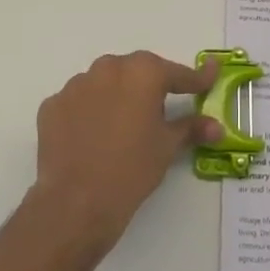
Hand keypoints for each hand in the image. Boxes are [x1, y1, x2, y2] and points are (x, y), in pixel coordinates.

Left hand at [28, 51, 221, 254]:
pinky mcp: (52, 105)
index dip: (196, 79)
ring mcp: (76, 85)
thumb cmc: (132, 169)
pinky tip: (93, 136)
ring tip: (122, 126)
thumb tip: (216, 126)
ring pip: (104, 83)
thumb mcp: (167, 147)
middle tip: (160, 108)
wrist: (76, 202)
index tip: (210, 76)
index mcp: (142, 73)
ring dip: (116, 96)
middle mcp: (108, 68)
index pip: (176, 73)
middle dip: (151, 85)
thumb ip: (191, 128)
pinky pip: (78, 102)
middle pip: (136, 71)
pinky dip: (89, 112)